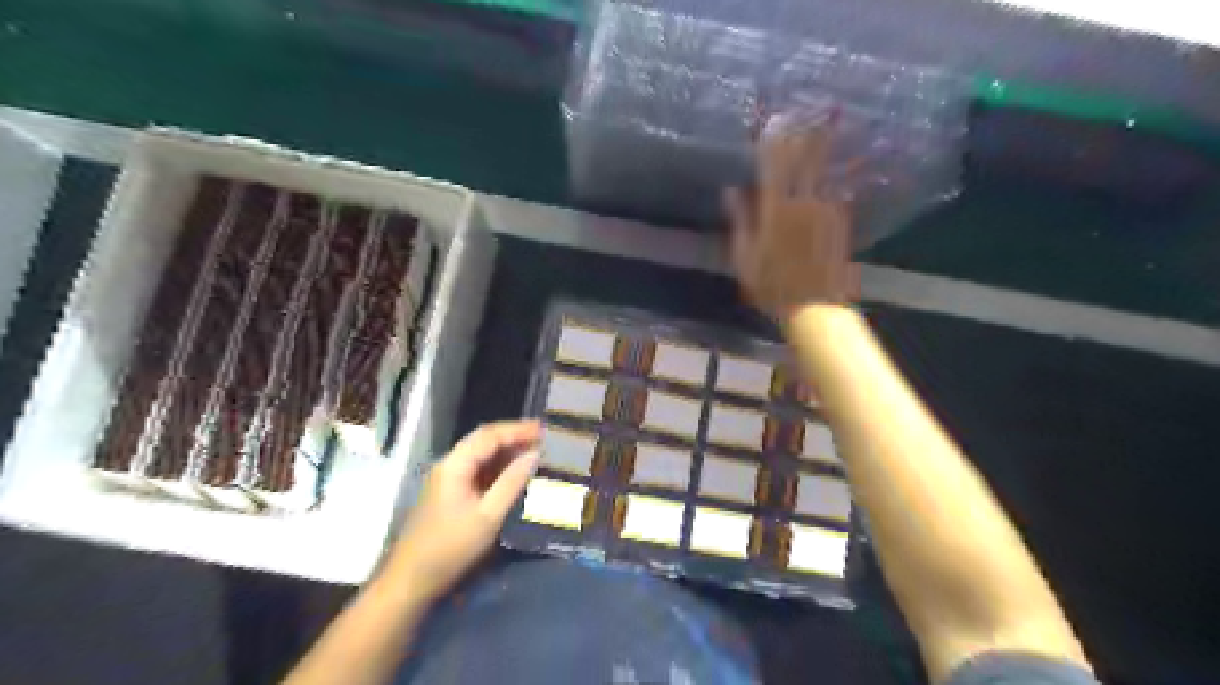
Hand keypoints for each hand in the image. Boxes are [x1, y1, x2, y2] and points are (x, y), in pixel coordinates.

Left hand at [385, 420, 537, 601]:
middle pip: (484, 441)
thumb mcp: (488, 516)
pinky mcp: (452, 494)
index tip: (544, 429)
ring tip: (535, 453)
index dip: (517, 429)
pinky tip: (516, 473)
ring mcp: (449, 479)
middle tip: (543, 439)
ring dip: (508, 452)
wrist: (412, 580)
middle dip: (514, 437)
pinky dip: (500, 468)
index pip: (489, 435)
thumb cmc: (451, 547)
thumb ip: (512, 482)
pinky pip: (479, 471)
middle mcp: (450, 465)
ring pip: (482, 456)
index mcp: (455, 465)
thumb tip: (534, 454)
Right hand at [717, 122, 859, 324]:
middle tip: (803, 109)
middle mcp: (800, 204)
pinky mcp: (838, 219)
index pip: (771, 168)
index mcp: (774, 212)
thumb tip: (731, 191)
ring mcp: (823, 210)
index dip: (771, 143)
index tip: (771, 120)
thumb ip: (740, 220)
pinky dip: (834, 170)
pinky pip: (835, 187)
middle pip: (801, 162)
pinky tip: (835, 159)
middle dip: (800, 135)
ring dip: (819, 146)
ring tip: (822, 123)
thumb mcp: (745, 257)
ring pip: (820, 170)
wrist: (814, 305)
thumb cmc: (772, 286)